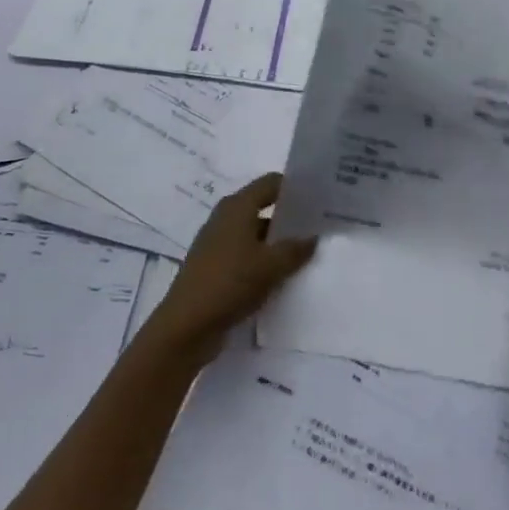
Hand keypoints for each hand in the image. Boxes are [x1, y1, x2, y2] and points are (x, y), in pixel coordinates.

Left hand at [142, 174, 316, 366]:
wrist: (187, 326)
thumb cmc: (230, 283)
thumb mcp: (271, 265)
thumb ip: (296, 248)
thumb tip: (312, 237)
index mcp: (236, 207)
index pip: (270, 183)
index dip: (295, 187)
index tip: (320, 198)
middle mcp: (225, 219)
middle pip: (263, 207)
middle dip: (290, 216)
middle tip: (321, 226)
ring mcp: (218, 244)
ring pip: (256, 234)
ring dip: (279, 242)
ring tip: (309, 253)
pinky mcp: (216, 267)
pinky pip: (247, 255)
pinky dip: (265, 260)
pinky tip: (284, 275)